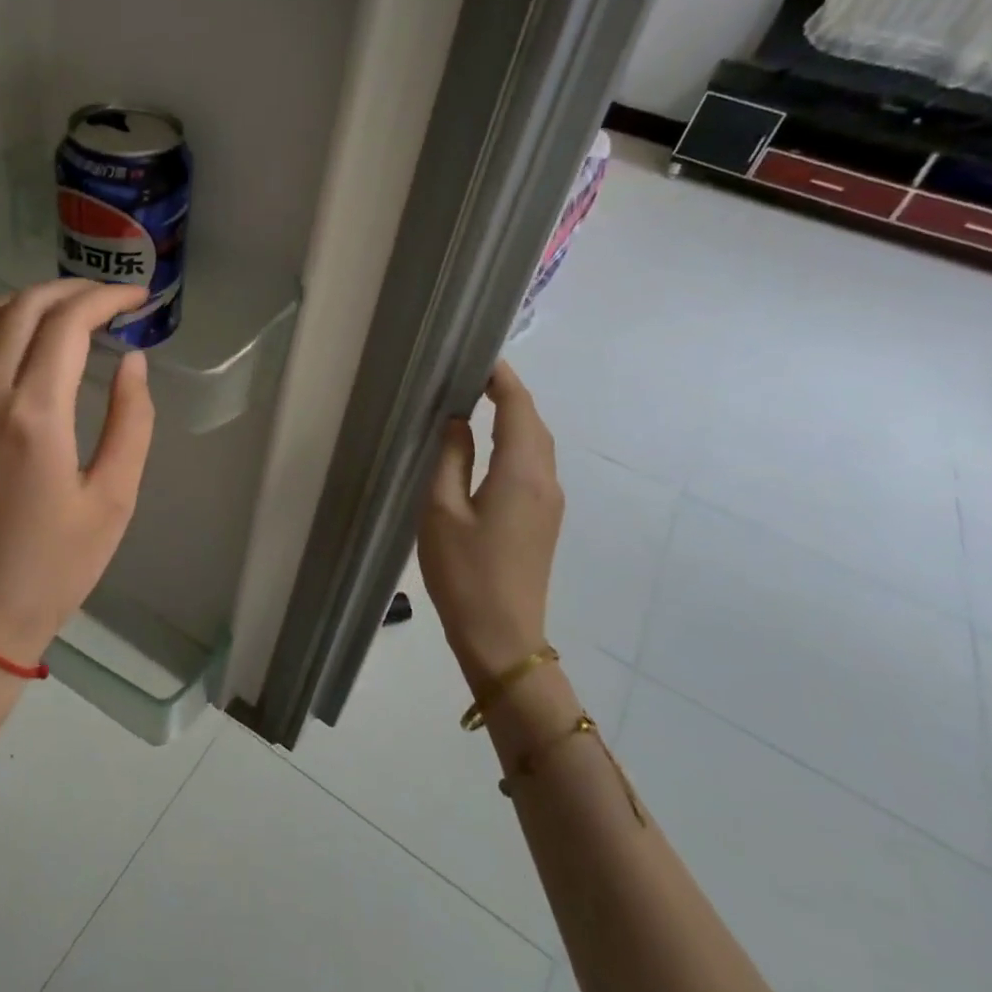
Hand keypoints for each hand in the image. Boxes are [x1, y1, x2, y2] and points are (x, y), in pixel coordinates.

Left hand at [0, 279, 156, 665]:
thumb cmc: (56, 565)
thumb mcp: (114, 499)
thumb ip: (131, 421)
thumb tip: (132, 362)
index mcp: (34, 414)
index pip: (67, 324)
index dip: (106, 298)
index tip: (137, 298)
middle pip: (25, 308)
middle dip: (73, 290)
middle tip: (111, 298)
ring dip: (31, 300)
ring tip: (70, 310)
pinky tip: (20, 337)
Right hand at [416, 360, 564, 694]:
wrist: (502, 637)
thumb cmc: (464, 572)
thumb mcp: (441, 510)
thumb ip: (449, 458)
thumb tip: (456, 420)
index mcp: (521, 473)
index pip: (518, 409)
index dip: (503, 379)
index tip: (478, 355)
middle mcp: (545, 481)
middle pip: (534, 423)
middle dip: (509, 393)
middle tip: (471, 373)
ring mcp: (550, 502)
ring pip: (537, 444)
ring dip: (514, 417)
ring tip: (478, 398)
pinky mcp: (543, 518)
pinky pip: (534, 464)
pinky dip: (516, 440)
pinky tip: (490, 444)